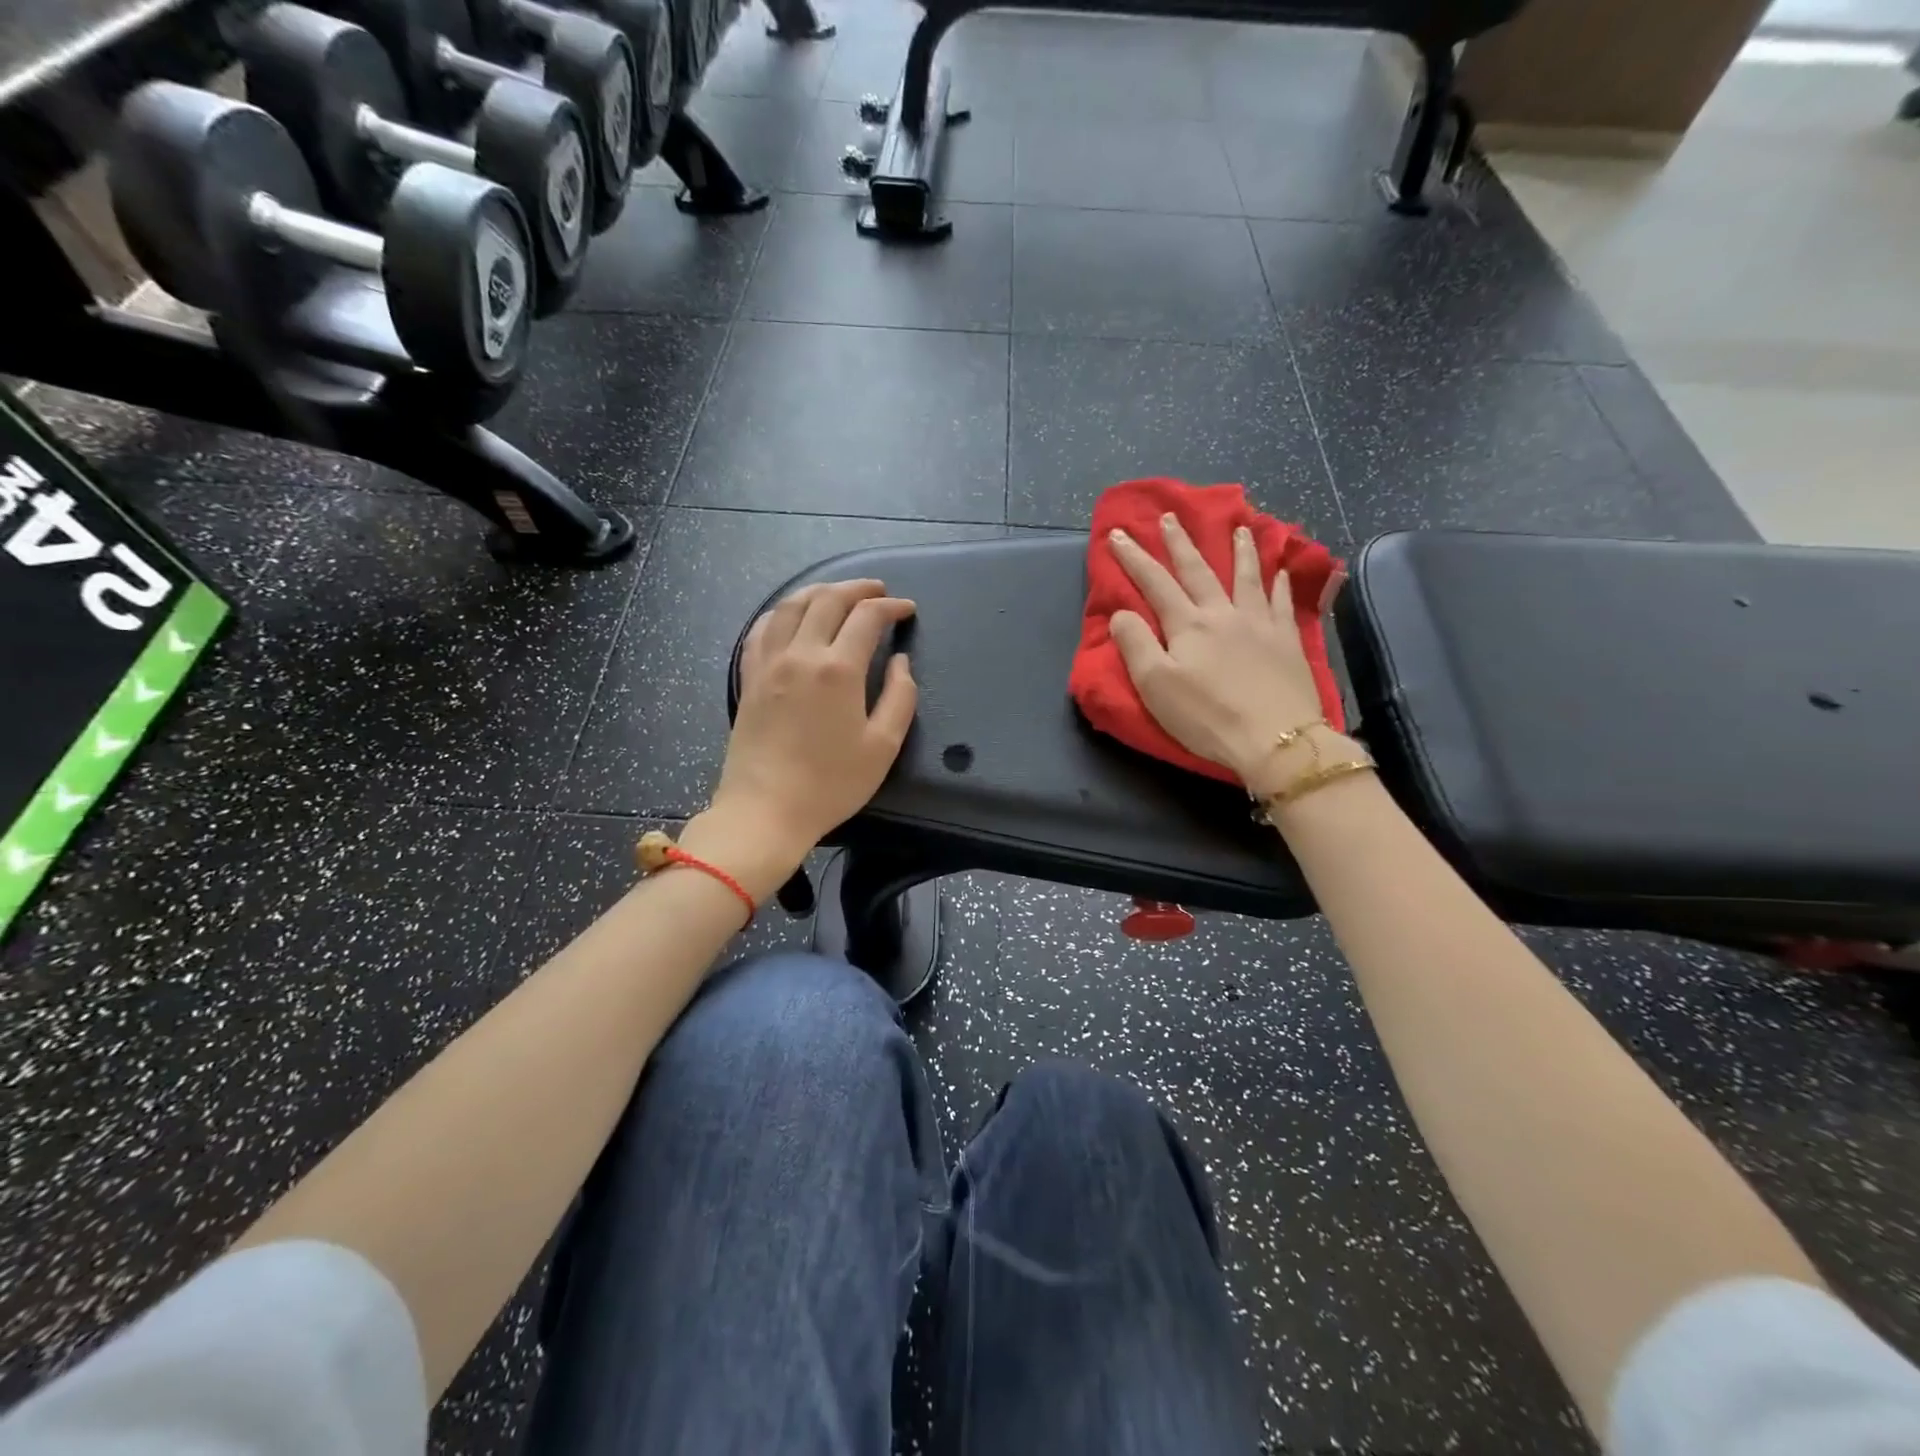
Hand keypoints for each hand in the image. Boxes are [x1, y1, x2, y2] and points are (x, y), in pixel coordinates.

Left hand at [688, 579, 916, 896]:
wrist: (766, 810)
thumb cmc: (831, 783)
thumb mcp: (882, 746)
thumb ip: (899, 697)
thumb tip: (900, 662)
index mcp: (838, 669)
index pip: (867, 617)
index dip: (891, 607)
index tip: (906, 610)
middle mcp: (800, 654)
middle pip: (827, 600)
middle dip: (857, 588)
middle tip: (877, 591)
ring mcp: (768, 663)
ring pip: (790, 606)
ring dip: (818, 591)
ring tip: (837, 593)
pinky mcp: (749, 678)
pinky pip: (761, 629)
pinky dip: (780, 613)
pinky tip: (789, 616)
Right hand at [1108, 513, 1340, 789]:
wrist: (1275, 738)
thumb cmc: (1207, 716)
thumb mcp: (1155, 685)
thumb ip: (1135, 644)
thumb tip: (1121, 612)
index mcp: (1188, 625)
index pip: (1155, 583)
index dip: (1134, 558)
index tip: (1118, 534)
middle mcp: (1223, 613)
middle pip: (1198, 571)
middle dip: (1180, 543)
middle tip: (1171, 518)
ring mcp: (1260, 624)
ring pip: (1247, 577)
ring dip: (1239, 550)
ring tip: (1238, 527)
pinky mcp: (1287, 641)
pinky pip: (1282, 602)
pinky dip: (1279, 582)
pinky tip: (1280, 571)